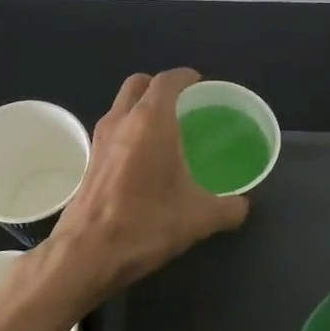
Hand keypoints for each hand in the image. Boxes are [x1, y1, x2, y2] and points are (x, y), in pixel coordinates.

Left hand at [40, 69, 249, 305]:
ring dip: (140, 110)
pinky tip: (144, 161)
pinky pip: (112, 132)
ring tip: (165, 132)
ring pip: (121, 107)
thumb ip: (229, 208)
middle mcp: (121, 121)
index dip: (186, 77)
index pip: (168, 81)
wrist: (87, 253)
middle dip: (159, 88)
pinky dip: (128, 133)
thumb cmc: (146, 223)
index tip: (200, 84)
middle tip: (182, 105)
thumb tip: (242, 206)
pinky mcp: (88, 162)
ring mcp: (99, 140)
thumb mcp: (200, 218)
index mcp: (151, 121)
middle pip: (138, 85)